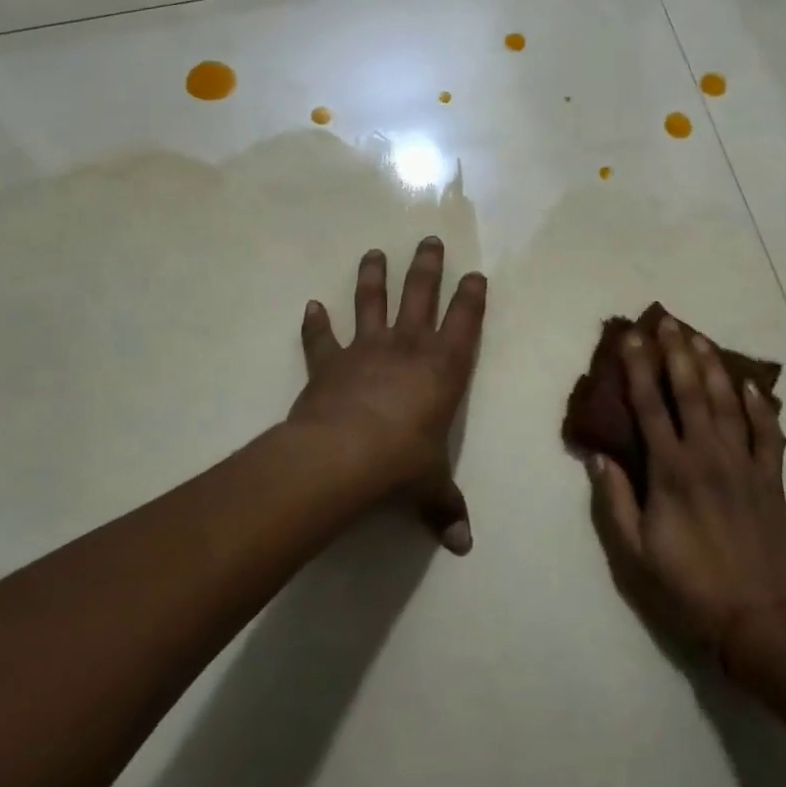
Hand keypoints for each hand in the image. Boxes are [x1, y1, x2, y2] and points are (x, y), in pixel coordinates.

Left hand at [290, 238, 485, 554]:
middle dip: (427, 267)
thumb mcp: (430, 487)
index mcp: (443, 368)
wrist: (343, 457)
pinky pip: (321, 338)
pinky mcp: (329, 363)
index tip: (475, 275)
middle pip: (420, 294)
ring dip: (373, 276)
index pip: (465, 322)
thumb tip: (464, 546)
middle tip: (429, 240)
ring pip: (371, 302)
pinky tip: (311, 307)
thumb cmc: (402, 464)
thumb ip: (445, 508)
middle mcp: (408, 348)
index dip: (471, 298)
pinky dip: (315, 323)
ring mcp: (366, 350)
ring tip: (374, 252)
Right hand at [589, 317, 785, 651]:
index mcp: (671, 471)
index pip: (650, 406)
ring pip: (728, 403)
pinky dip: (760, 406)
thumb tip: (599, 456)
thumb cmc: (688, 587)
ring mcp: (744, 464)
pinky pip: (768, 433)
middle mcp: (708, 455)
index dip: (639, 369)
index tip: (632, 338)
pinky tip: (750, 386)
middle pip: (691, 392)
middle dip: (677, 353)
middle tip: (668, 321)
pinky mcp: (771, 479)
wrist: (760, 619)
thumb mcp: (635, 553)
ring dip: (713, 367)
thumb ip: (615, 500)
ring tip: (700, 338)